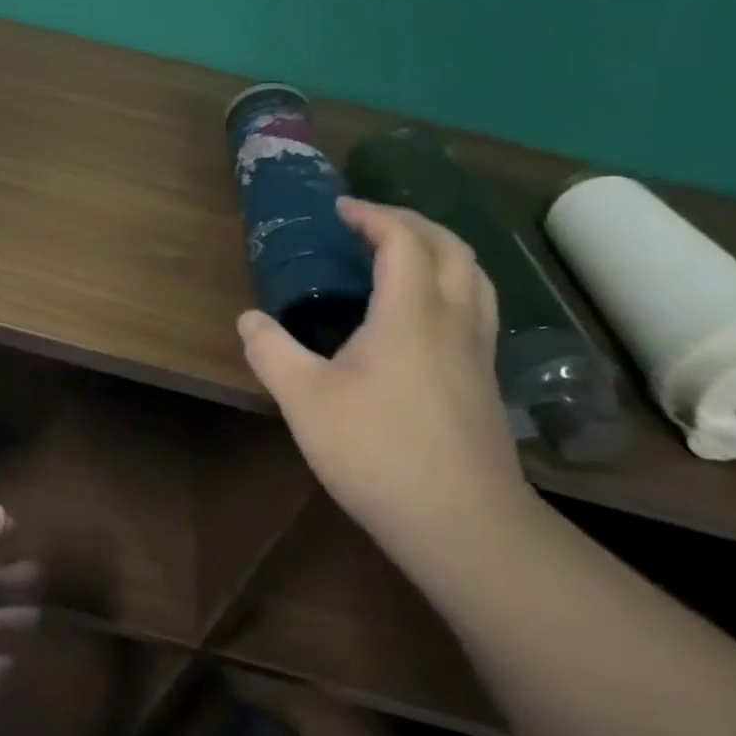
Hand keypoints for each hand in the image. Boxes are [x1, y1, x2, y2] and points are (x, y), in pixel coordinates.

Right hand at [238, 197, 531, 561]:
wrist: (465, 527)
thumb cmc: (378, 452)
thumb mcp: (303, 400)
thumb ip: (271, 351)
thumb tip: (249, 320)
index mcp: (410, 314)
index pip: (403, 240)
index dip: (373, 214)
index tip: (340, 208)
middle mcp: (453, 321)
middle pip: (452, 249)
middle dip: (413, 223)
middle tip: (372, 222)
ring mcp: (478, 354)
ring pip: (476, 279)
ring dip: (441, 252)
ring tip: (403, 256)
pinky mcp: (486, 384)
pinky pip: (477, 310)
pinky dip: (452, 287)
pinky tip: (424, 317)